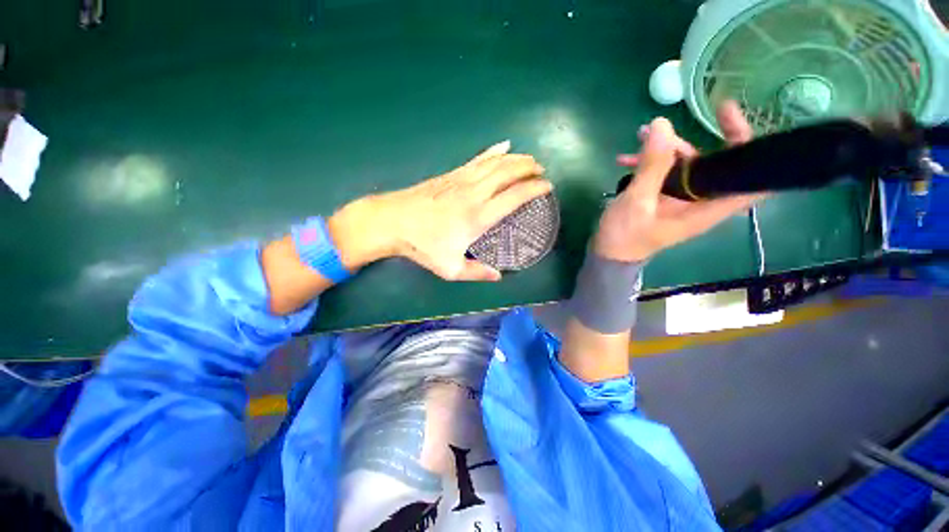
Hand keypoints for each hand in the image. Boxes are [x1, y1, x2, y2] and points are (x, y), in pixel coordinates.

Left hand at [329, 141, 550, 280]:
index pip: (515, 196)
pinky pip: (478, 158)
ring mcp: (462, 179)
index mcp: (478, 216)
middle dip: (529, 168)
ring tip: (529, 159)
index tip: (547, 187)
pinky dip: (493, 151)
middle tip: (541, 170)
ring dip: (516, 158)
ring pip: (495, 162)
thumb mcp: (450, 267)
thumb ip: (476, 272)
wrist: (391, 221)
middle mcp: (474, 193)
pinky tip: (503, 146)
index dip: (534, 188)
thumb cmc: (422, 245)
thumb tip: (498, 276)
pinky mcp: (451, 174)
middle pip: (508, 172)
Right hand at [594, 101, 763, 261]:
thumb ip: (651, 166)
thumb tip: (661, 124)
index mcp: (707, 207)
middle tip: (675, 121)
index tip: (735, 123)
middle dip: (699, 138)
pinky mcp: (666, 198)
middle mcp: (702, 201)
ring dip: (666, 148)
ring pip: (688, 164)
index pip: (751, 180)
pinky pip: (667, 172)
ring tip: (640, 135)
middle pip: (717, 162)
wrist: (609, 255)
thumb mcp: (636, 202)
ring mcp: (683, 199)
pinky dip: (651, 161)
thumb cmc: (625, 236)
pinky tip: (626, 158)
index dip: (753, 149)